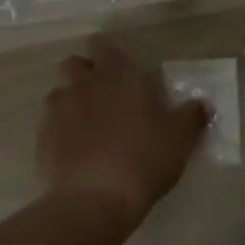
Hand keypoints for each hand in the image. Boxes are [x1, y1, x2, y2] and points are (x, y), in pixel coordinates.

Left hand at [39, 35, 206, 227]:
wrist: (96, 199)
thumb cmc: (144, 158)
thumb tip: (202, 104)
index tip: (118, 70)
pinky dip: (59, 132)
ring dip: (71, 103)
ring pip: (59, 93)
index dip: (108, 54)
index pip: (103, 45)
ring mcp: (59, 109)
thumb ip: (192, 116)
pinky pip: (49, 125)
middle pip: (74, 63)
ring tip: (86, 128)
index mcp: (118, 75)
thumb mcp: (180, 138)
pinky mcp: (42, 137)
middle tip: (103, 97)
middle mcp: (84, 83)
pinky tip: (73, 152)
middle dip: (84, 74)